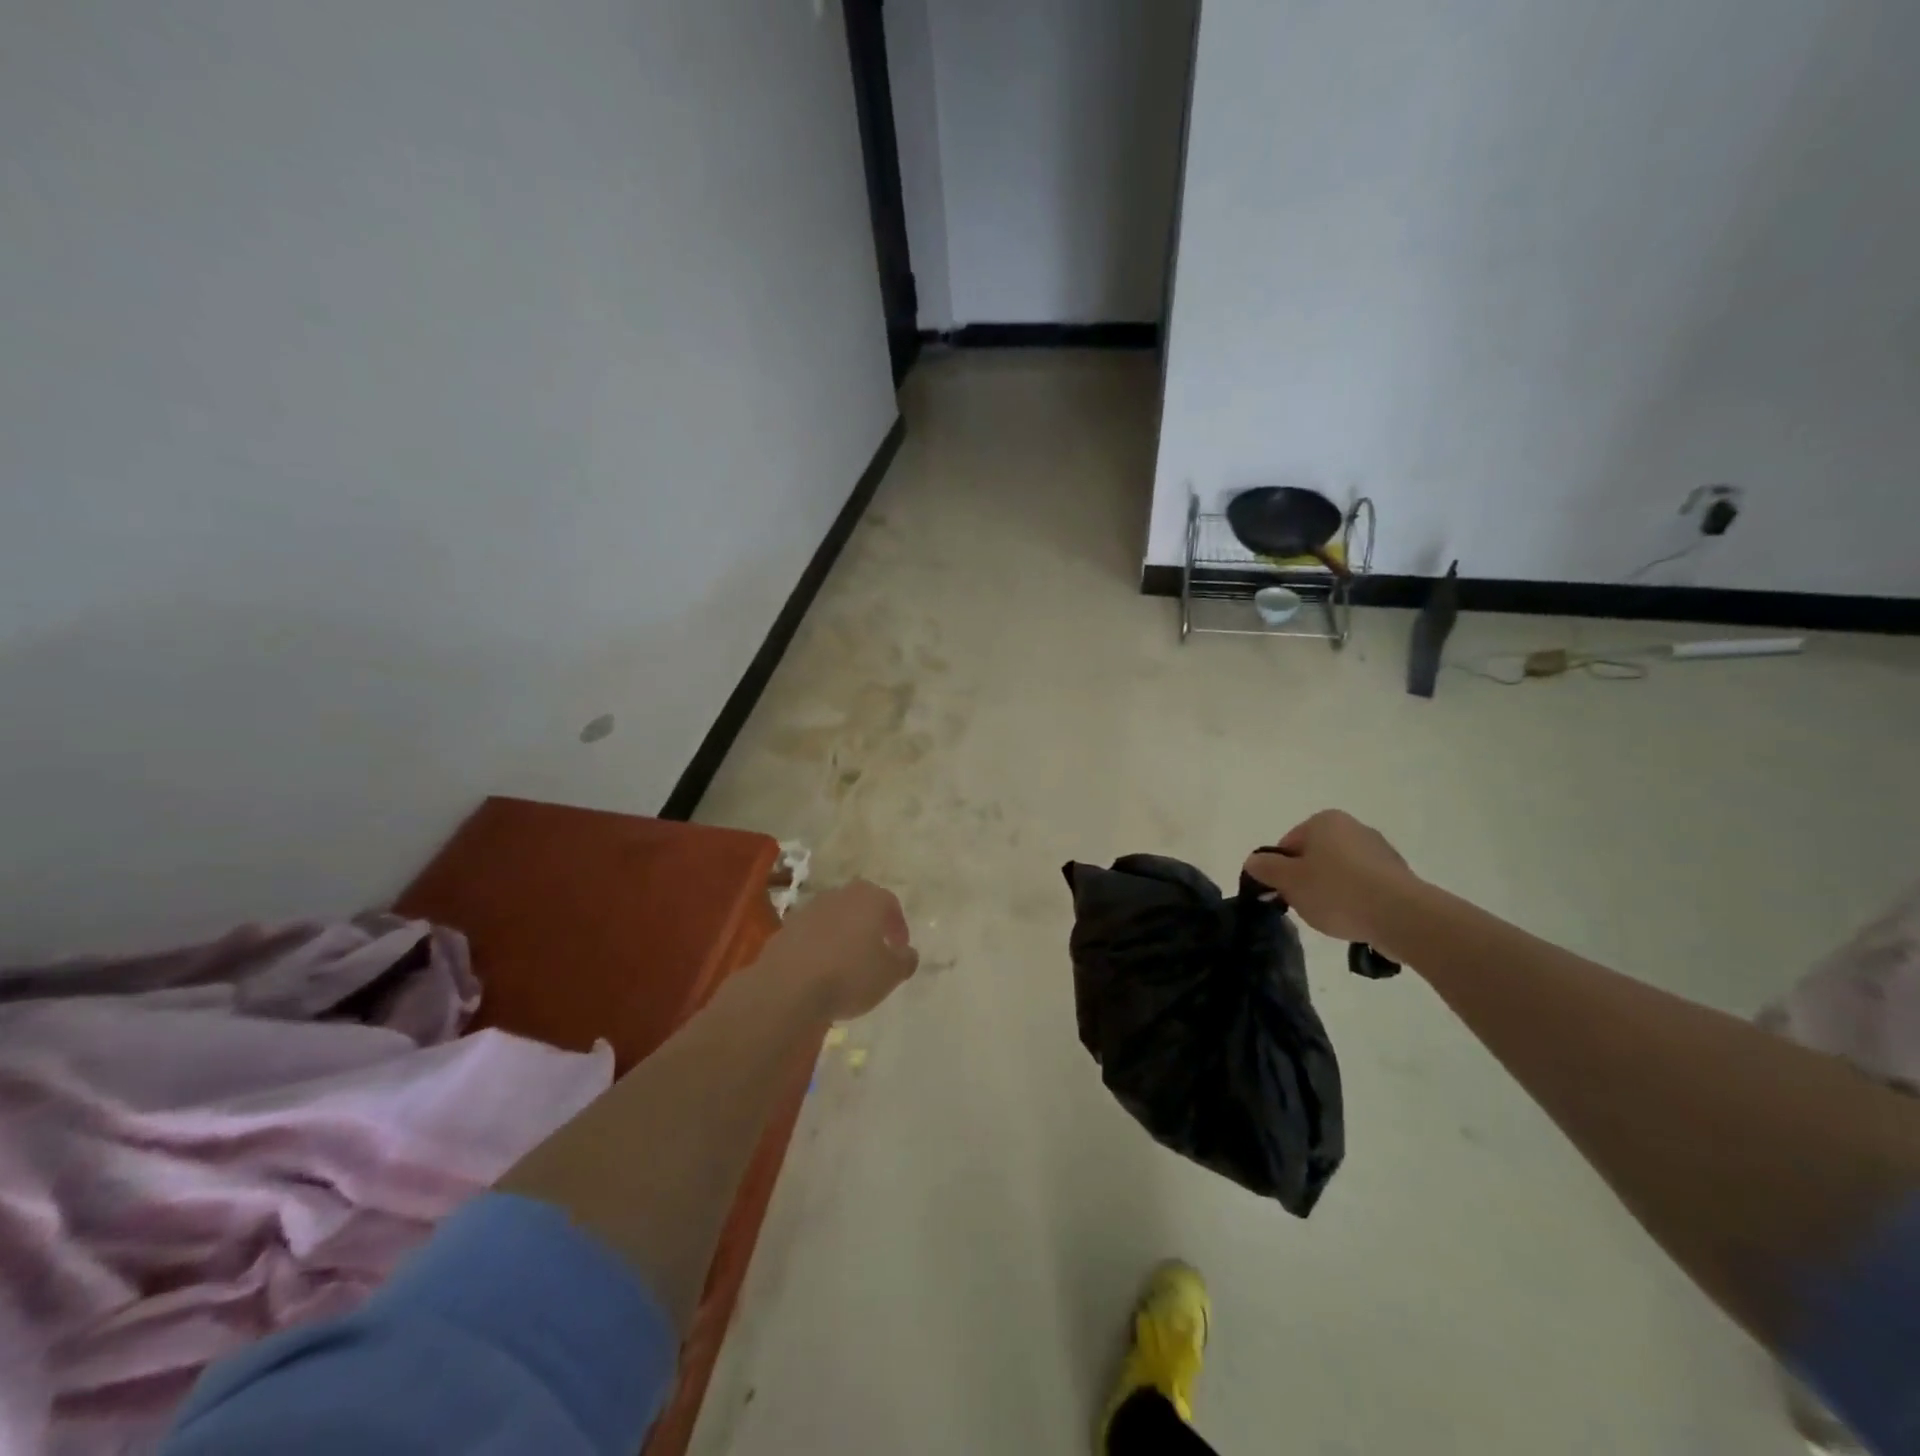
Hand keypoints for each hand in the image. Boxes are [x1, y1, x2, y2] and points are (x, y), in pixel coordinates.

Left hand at [767, 880, 918, 1021]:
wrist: (788, 988)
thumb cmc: (850, 975)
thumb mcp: (890, 974)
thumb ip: (905, 960)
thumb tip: (907, 953)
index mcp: (869, 898)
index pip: (891, 905)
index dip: (898, 927)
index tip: (900, 949)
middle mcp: (838, 895)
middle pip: (859, 906)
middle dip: (869, 926)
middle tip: (875, 951)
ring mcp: (808, 910)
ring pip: (833, 919)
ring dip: (842, 935)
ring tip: (846, 964)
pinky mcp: (784, 930)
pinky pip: (810, 936)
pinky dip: (818, 948)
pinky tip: (820, 971)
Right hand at [1244, 810, 1418, 945]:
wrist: (1400, 915)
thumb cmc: (1336, 891)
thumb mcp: (1288, 881)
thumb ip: (1266, 868)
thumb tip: (1254, 861)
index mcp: (1324, 821)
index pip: (1288, 844)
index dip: (1280, 870)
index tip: (1283, 893)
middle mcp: (1354, 827)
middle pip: (1315, 856)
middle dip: (1306, 880)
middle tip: (1304, 906)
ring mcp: (1380, 851)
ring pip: (1341, 872)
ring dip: (1332, 891)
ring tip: (1332, 917)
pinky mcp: (1399, 876)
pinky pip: (1365, 886)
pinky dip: (1356, 900)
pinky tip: (1355, 919)